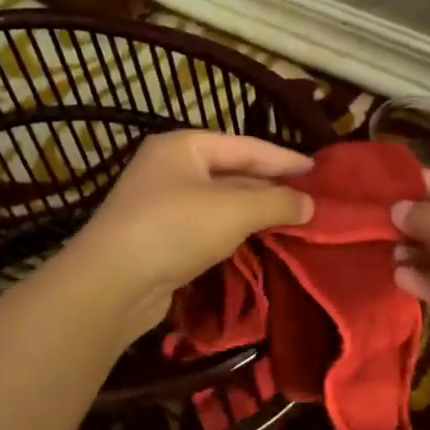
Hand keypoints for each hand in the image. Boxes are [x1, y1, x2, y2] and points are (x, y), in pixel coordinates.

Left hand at [64, 129, 314, 339]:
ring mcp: (162, 203)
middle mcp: (170, 168)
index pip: (246, 146)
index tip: (317, 170)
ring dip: (254, 210)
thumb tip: (310, 205)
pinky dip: (234, 230)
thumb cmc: (175, 229)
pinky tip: (257, 240)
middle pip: (232, 171)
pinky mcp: (160, 236)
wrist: (112, 283)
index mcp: (183, 146)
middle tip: (308, 198)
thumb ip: (277, 203)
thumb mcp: (235, 211)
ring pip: (220, 201)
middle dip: (270, 186)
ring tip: (291, 219)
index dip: (284, 158)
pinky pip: (207, 225)